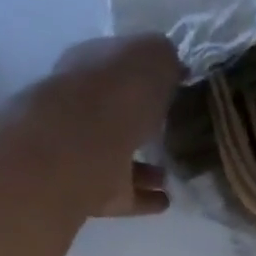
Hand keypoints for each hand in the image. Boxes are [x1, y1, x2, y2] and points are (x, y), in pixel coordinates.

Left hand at [21, 34, 183, 217]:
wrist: (82, 148)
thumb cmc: (117, 91)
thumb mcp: (152, 55)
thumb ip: (164, 59)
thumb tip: (173, 70)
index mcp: (90, 66)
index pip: (118, 65)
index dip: (145, 73)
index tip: (174, 86)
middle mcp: (80, 108)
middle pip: (116, 114)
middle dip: (140, 122)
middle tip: (172, 130)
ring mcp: (83, 154)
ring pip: (119, 157)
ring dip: (145, 167)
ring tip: (173, 171)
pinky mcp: (92, 192)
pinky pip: (124, 194)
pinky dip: (144, 198)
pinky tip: (166, 200)